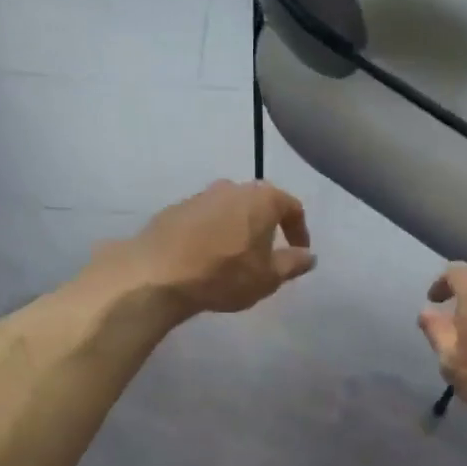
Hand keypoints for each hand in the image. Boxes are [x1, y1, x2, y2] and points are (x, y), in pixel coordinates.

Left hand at [114, 180, 314, 315]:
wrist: (158, 273)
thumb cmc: (224, 274)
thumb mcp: (268, 277)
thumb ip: (293, 264)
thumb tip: (309, 256)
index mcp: (262, 198)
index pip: (292, 207)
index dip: (300, 232)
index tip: (300, 253)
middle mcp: (233, 187)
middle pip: (260, 204)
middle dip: (268, 228)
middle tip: (268, 255)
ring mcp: (201, 195)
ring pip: (230, 210)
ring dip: (239, 230)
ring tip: (236, 259)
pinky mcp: (176, 209)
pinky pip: (205, 219)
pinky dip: (213, 234)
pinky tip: (207, 258)